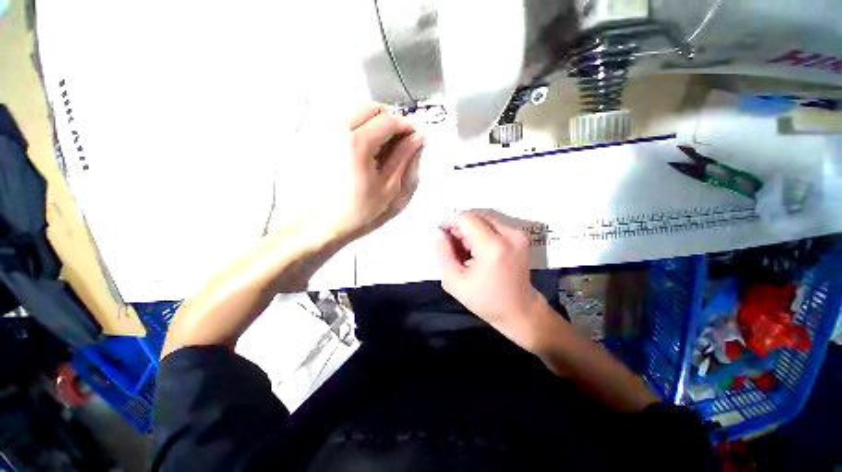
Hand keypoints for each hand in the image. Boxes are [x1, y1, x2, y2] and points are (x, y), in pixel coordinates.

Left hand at [320, 104, 424, 241]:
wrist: (321, 223)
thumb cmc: (359, 210)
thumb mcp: (388, 188)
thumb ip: (403, 158)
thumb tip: (418, 137)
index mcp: (358, 143)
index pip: (388, 120)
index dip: (406, 126)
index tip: (415, 137)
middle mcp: (337, 128)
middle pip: (370, 107)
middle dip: (390, 119)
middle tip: (399, 141)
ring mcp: (323, 130)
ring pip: (355, 109)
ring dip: (373, 121)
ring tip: (382, 144)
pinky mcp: (316, 137)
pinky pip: (342, 119)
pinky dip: (358, 125)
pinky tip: (364, 147)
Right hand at [435, 210, 559, 352]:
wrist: (520, 311)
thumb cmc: (486, 301)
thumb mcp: (454, 282)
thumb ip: (443, 254)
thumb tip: (441, 234)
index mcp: (493, 247)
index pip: (467, 220)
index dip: (450, 220)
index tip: (440, 228)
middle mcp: (509, 235)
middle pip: (476, 217)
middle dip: (459, 226)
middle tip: (450, 242)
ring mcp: (518, 235)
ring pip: (484, 220)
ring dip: (469, 229)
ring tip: (463, 249)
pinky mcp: (520, 237)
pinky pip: (493, 226)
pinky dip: (480, 232)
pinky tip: (475, 249)